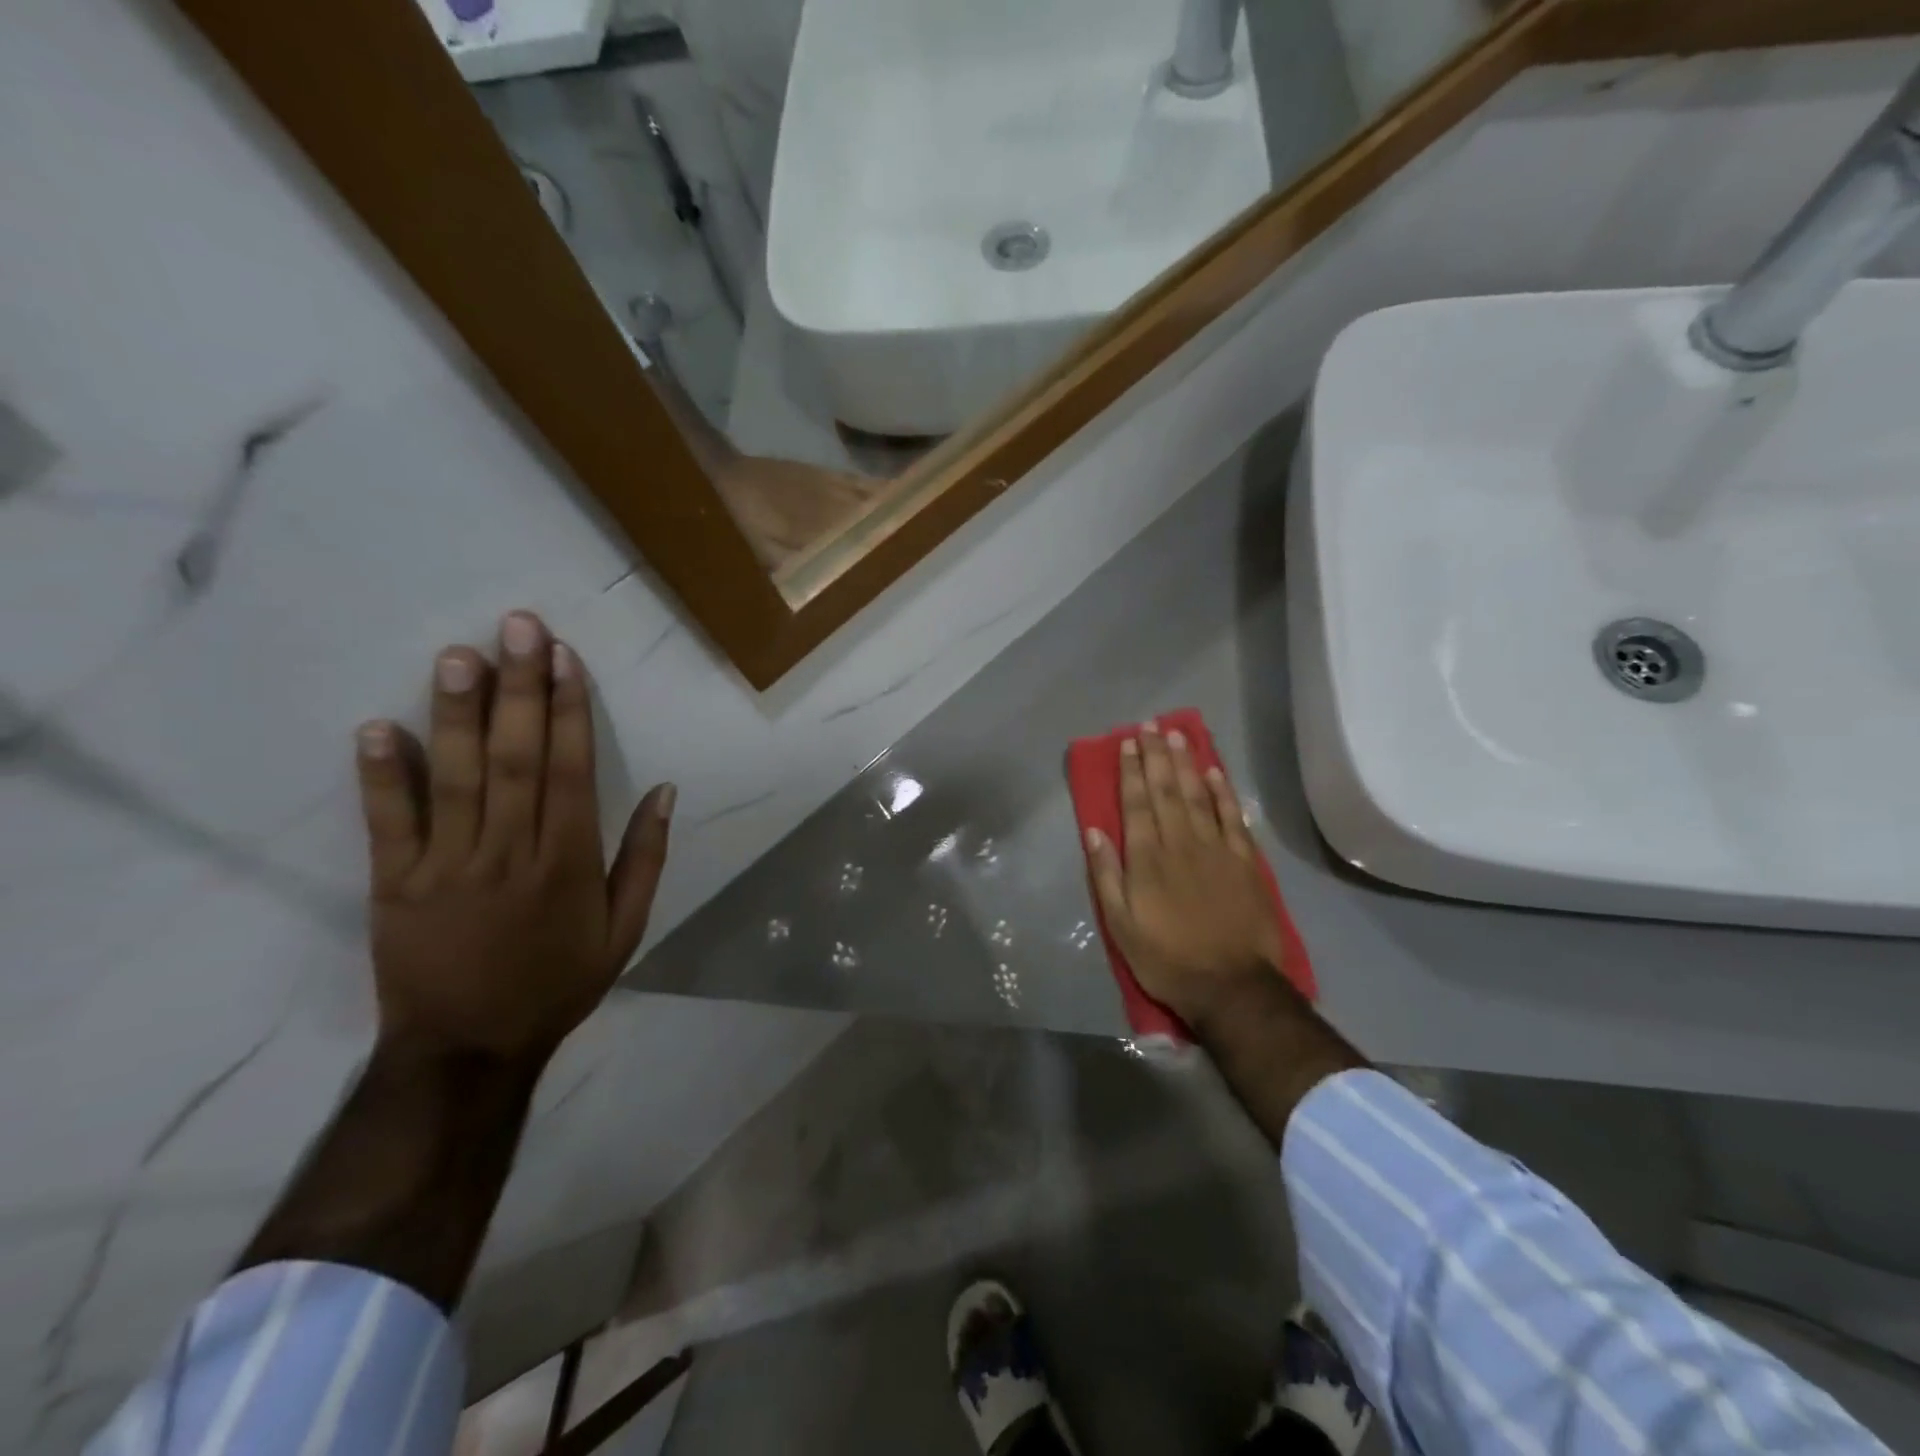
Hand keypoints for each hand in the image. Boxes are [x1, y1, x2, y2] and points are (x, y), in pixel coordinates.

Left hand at [353, 611, 672, 1066]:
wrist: (469, 1049)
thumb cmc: (557, 983)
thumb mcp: (626, 930)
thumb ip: (645, 858)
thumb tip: (666, 791)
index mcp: (570, 861)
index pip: (571, 769)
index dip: (569, 710)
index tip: (565, 658)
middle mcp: (511, 852)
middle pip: (517, 758)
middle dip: (520, 688)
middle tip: (519, 627)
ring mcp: (448, 866)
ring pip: (456, 777)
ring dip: (458, 713)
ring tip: (460, 654)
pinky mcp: (395, 884)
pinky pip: (389, 823)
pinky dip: (382, 775)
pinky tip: (380, 726)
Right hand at [1081, 723, 1295, 1033]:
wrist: (1232, 986)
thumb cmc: (1167, 959)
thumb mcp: (1121, 926)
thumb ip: (1107, 875)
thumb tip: (1095, 832)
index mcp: (1147, 859)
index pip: (1136, 803)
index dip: (1130, 771)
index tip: (1127, 743)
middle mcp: (1180, 843)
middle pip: (1166, 790)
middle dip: (1156, 756)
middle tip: (1150, 726)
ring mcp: (1216, 849)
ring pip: (1199, 795)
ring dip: (1186, 763)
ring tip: (1177, 735)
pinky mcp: (1244, 861)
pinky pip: (1232, 817)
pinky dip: (1223, 792)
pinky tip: (1215, 772)